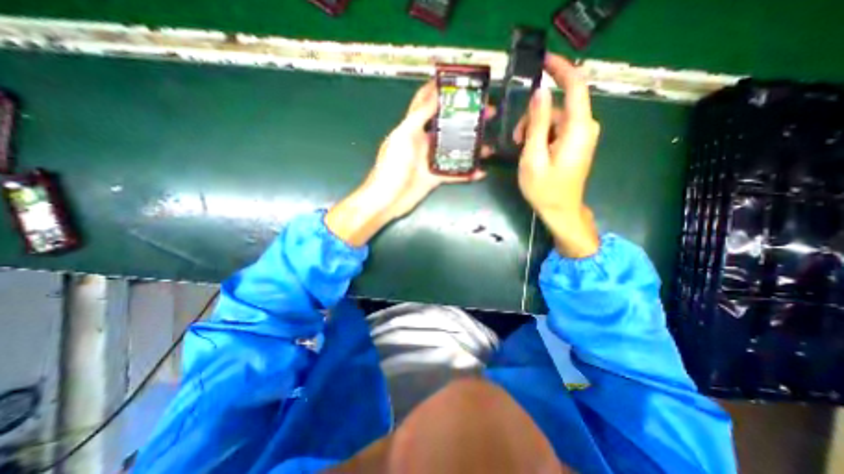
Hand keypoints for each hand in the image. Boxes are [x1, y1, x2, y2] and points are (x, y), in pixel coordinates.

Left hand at [330, 79, 488, 246]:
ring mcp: (430, 160)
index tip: (460, 80)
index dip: (439, 89)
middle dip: (466, 117)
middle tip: (488, 112)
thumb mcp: (403, 137)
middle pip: (448, 125)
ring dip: (471, 147)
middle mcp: (423, 141)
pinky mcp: (435, 177)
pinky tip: (481, 171)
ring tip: (489, 145)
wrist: (387, 200)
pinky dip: (467, 173)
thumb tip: (435, 94)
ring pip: (454, 150)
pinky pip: (454, 173)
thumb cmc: (391, 167)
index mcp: (412, 128)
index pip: (426, 102)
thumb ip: (419, 116)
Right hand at [514, 53, 599, 259]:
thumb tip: (539, 93)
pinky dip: (542, 136)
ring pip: (555, 119)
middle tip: (516, 140)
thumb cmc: (545, 189)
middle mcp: (585, 127)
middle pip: (558, 106)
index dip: (560, 69)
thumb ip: (537, 124)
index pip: (575, 85)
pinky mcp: (576, 142)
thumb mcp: (533, 157)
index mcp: (578, 128)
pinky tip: (532, 151)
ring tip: (522, 150)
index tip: (542, 61)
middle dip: (534, 118)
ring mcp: (582, 135)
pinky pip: (557, 129)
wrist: (560, 211)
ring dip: (535, 130)